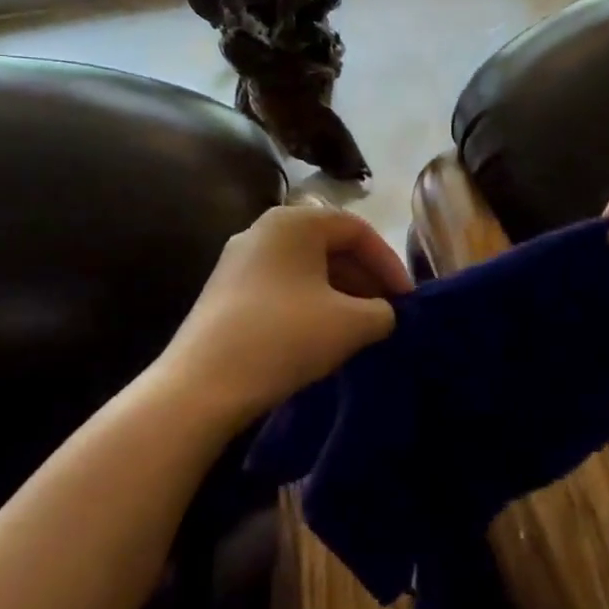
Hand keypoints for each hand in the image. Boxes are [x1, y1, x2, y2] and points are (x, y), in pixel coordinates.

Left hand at [160, 202, 411, 425]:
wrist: (201, 386)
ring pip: (306, 268)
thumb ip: (383, 311)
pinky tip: (321, 336)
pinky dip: (310, 304)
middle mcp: (263, 229)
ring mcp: (238, 260)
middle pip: (330, 246)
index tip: (407, 300)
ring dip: (340, 293)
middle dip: (365, 279)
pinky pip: (282, 286)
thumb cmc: (285, 337)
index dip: (389, 263)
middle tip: (387, 313)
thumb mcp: (352, 324)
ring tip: (359, 328)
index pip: (357, 230)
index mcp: (295, 221)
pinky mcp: (224, 291)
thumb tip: (383, 313)